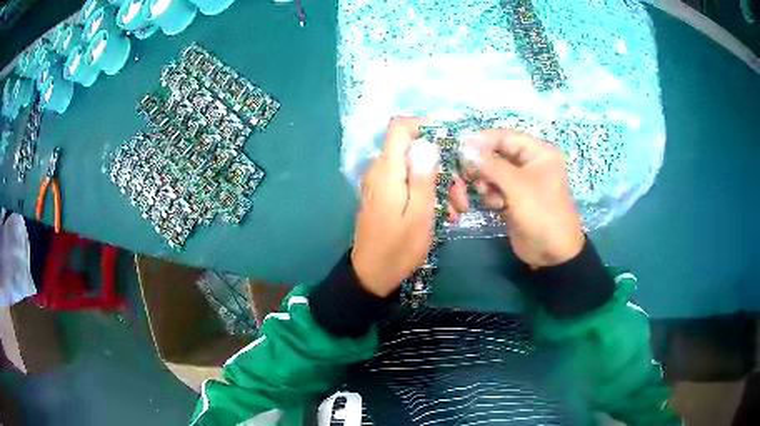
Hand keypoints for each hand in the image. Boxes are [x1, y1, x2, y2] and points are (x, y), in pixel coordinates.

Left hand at [351, 117, 439, 296]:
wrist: (372, 274)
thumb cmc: (398, 248)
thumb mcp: (419, 214)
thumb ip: (423, 177)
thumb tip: (428, 144)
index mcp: (387, 170)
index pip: (399, 127)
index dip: (424, 126)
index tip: (449, 142)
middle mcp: (382, 171)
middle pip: (415, 151)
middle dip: (443, 168)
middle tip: (460, 197)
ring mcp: (383, 184)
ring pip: (416, 169)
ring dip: (440, 185)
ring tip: (456, 212)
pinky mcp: (387, 196)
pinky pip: (410, 183)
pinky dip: (429, 193)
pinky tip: (444, 214)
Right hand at [462, 129, 584, 267]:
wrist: (552, 253)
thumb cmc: (541, 213)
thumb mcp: (517, 186)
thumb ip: (490, 164)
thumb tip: (466, 147)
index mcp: (538, 152)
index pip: (505, 136)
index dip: (482, 140)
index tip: (460, 148)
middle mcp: (530, 163)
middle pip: (496, 154)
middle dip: (482, 166)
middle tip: (468, 176)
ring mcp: (521, 181)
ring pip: (492, 172)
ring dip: (485, 183)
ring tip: (489, 196)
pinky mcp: (514, 198)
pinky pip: (495, 188)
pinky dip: (491, 195)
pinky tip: (497, 207)